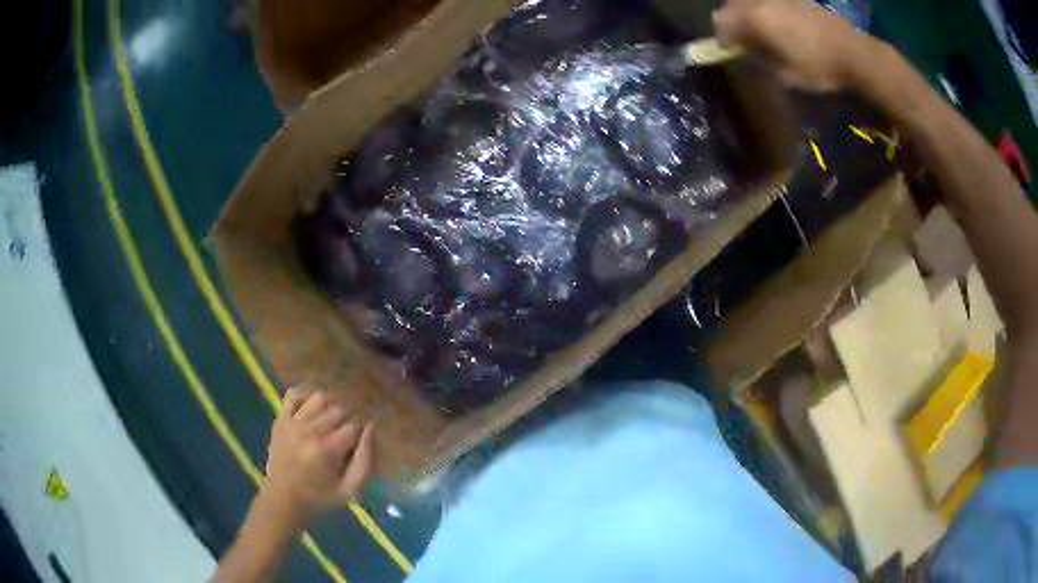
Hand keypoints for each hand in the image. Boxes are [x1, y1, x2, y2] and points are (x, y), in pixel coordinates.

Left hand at [260, 386, 374, 521]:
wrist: (282, 501)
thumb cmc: (320, 499)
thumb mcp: (350, 490)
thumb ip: (365, 461)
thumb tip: (371, 427)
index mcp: (327, 449)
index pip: (355, 425)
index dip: (363, 430)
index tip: (363, 440)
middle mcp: (309, 430)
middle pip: (339, 409)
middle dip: (350, 418)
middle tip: (350, 433)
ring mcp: (292, 422)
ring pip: (320, 397)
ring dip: (332, 405)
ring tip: (334, 420)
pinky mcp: (280, 419)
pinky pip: (294, 394)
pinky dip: (306, 394)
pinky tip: (313, 407)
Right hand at [713, 0, 882, 90]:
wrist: (854, 52)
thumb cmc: (819, 67)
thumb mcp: (787, 74)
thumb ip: (761, 60)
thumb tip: (747, 53)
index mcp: (756, 19)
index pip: (722, 23)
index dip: (721, 39)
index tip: (728, 52)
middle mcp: (761, 2)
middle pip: (732, 6)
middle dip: (731, 22)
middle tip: (740, 41)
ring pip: (749, 1)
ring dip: (746, 14)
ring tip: (757, 32)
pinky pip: (767, 1)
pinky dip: (764, 10)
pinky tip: (777, 24)